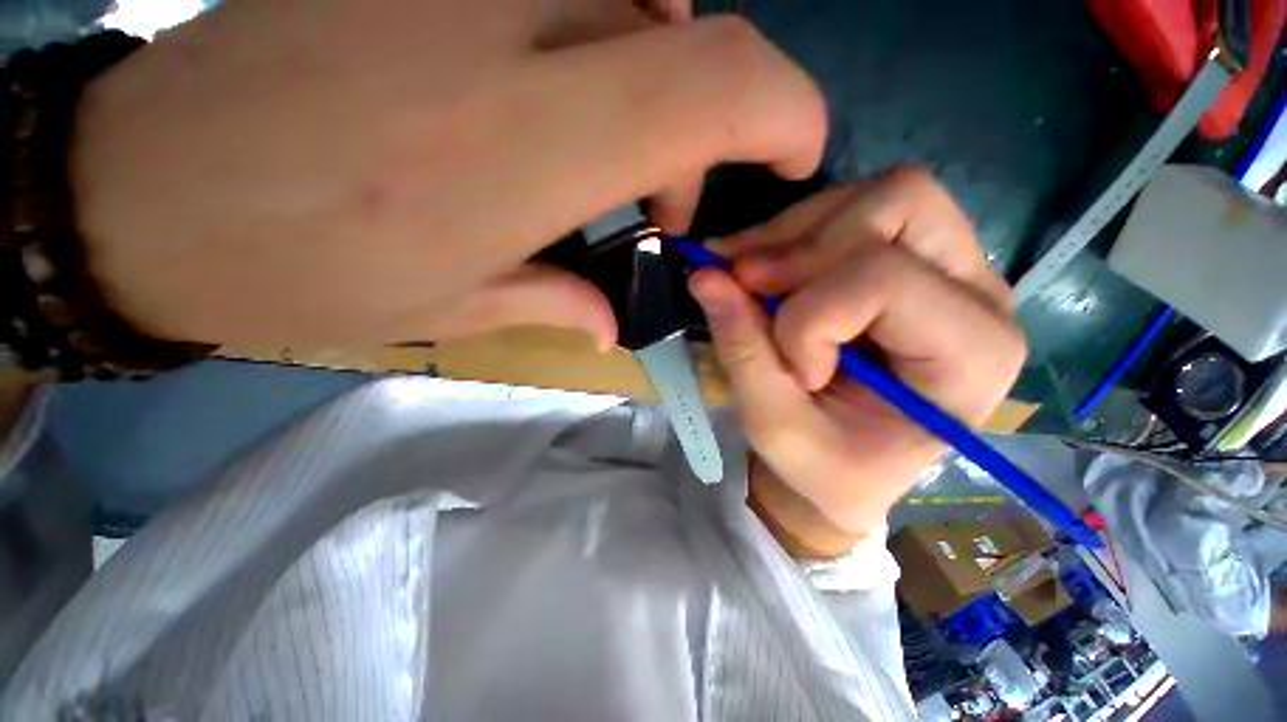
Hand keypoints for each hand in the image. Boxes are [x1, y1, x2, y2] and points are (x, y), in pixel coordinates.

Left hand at [71, 0, 824, 347]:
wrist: (139, 192)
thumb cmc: (294, 269)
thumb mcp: (448, 311)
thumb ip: (558, 302)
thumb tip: (616, 316)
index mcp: (524, 147)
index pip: (718, 83)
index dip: (786, 110)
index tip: (795, 156)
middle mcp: (509, 32)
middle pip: (694, 40)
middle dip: (711, 128)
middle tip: (663, 205)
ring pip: (641, 3)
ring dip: (659, 89)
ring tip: (611, 163)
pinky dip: (606, 39)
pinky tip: (556, 94)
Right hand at [688, 167, 1025, 556]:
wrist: (848, 469)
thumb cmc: (827, 469)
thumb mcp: (777, 429)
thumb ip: (742, 352)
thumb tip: (704, 276)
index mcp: (971, 357)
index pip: (883, 282)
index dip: (808, 318)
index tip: (787, 365)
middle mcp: (978, 295)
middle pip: (900, 205)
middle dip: (803, 246)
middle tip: (748, 285)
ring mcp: (949, 267)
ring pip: (875, 195)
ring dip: (792, 233)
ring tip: (748, 276)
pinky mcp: (909, 258)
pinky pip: (853, 208)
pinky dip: (793, 232)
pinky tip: (759, 266)